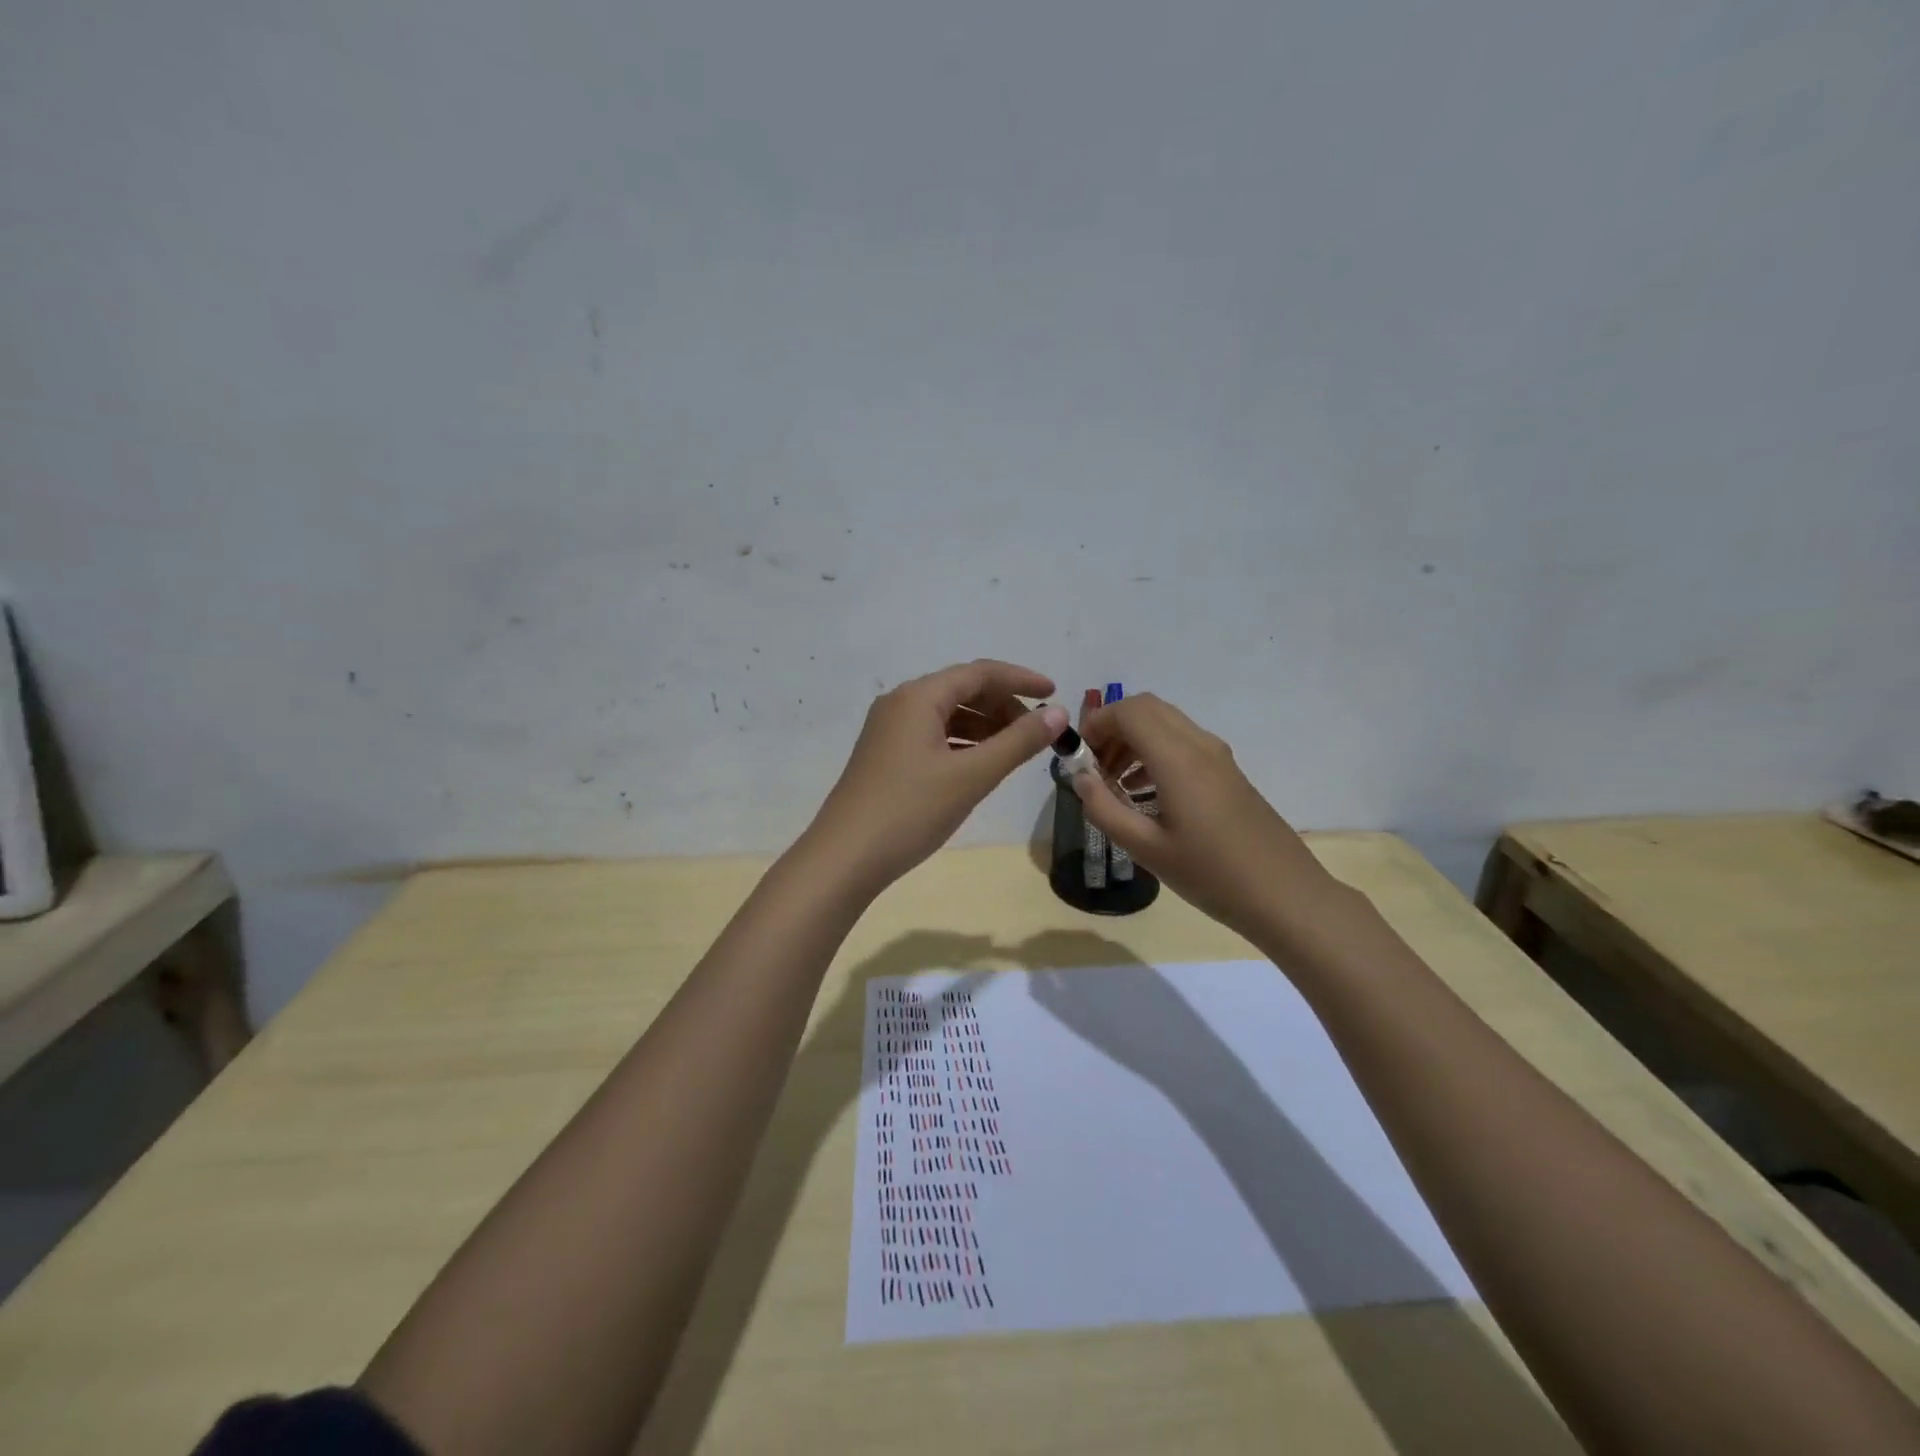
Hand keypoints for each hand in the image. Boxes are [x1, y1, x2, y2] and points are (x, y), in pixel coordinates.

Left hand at [807, 660, 1068, 892]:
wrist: (845, 858)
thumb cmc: (910, 811)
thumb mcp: (972, 776)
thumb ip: (1018, 742)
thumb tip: (1058, 713)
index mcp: (919, 697)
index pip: (980, 673)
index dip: (1021, 679)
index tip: (1055, 693)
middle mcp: (900, 703)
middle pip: (962, 690)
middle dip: (1003, 706)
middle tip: (1038, 733)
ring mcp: (889, 730)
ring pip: (947, 715)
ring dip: (984, 726)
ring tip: (1015, 751)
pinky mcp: (885, 755)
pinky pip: (933, 735)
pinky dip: (962, 743)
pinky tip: (980, 765)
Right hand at [1072, 694, 1357, 948]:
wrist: (1285, 894)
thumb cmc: (1211, 874)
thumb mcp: (1146, 848)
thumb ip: (1104, 809)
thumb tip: (1080, 779)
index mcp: (1178, 758)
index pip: (1129, 711)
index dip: (1097, 723)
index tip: (1079, 758)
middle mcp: (1199, 745)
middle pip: (1147, 708)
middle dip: (1113, 728)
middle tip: (1095, 767)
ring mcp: (1218, 756)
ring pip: (1166, 723)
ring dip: (1134, 740)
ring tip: (1116, 784)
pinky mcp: (1228, 771)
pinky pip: (1183, 742)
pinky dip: (1155, 752)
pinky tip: (1147, 794)